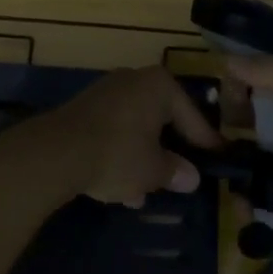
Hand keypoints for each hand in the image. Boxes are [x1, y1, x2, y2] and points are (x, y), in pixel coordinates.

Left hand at [31, 65, 220, 207]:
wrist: (56, 153)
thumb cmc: (118, 154)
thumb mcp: (154, 170)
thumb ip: (175, 171)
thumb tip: (191, 177)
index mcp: (159, 86)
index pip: (192, 116)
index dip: (205, 141)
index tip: (217, 158)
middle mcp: (133, 80)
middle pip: (161, 119)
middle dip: (168, 152)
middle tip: (180, 176)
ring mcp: (105, 93)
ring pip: (135, 128)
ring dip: (141, 159)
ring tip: (144, 193)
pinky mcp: (83, 110)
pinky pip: (113, 132)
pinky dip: (120, 155)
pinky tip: (119, 188)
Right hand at [224, 55, 272, 258]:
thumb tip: (227, 59)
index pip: (267, 80)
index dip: (242, 81)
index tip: (218, 90)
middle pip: (255, 119)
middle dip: (229, 124)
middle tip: (208, 134)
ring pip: (253, 159)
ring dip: (233, 164)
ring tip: (215, 170)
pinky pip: (260, 197)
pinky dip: (247, 200)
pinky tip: (238, 203)